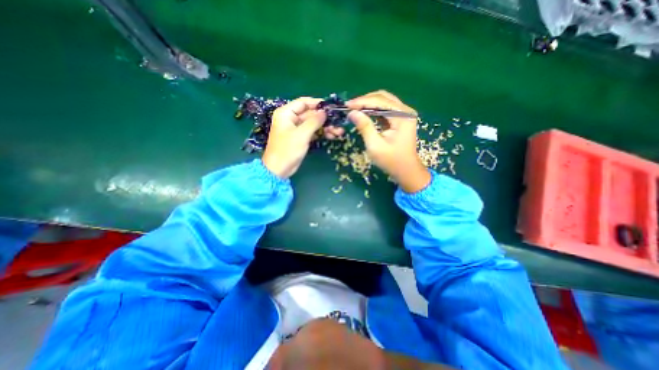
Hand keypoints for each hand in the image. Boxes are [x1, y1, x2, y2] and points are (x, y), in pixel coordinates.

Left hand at [263, 97, 344, 176]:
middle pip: (310, 114)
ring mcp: (297, 129)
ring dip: (325, 127)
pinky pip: (313, 132)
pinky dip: (321, 133)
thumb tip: (325, 112)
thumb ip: (314, 121)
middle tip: (338, 122)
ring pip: (313, 124)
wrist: (279, 170)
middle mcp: (291, 119)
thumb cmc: (287, 150)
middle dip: (324, 118)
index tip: (331, 107)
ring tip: (339, 131)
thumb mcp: (301, 134)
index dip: (317, 103)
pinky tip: (332, 135)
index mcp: (286, 113)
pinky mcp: (301, 138)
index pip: (303, 102)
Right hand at [346, 90, 432, 191]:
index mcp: (402, 116)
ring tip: (354, 109)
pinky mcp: (401, 119)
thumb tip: (352, 113)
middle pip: (383, 97)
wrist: (406, 170)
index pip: (380, 101)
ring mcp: (404, 114)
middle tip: (349, 107)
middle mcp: (405, 111)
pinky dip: (374, 110)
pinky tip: (364, 113)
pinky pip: (385, 109)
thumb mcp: (375, 145)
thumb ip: (364, 127)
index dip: (362, 102)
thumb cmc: (391, 161)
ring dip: (368, 104)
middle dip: (365, 101)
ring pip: (384, 101)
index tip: (347, 105)